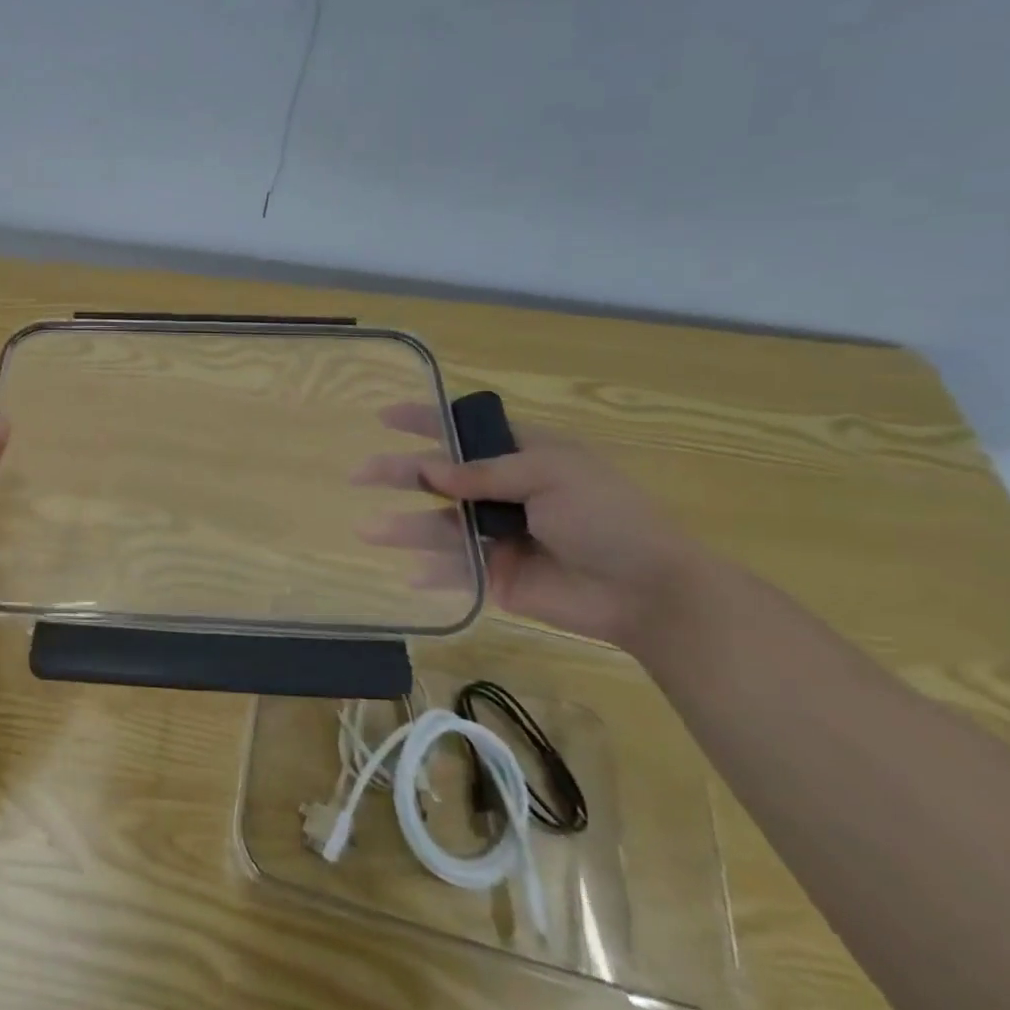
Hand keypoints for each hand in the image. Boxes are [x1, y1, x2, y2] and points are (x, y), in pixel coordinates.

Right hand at [354, 406, 710, 654]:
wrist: (650, 593)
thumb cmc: (607, 517)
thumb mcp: (551, 475)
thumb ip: (486, 473)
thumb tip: (430, 471)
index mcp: (523, 456)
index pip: (465, 430)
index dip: (425, 420)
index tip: (384, 416)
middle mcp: (504, 491)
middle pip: (441, 477)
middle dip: (400, 473)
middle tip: (360, 474)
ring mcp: (499, 534)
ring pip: (441, 525)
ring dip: (405, 527)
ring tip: (369, 531)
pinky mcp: (499, 576)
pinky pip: (457, 571)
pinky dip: (434, 573)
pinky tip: (410, 575)